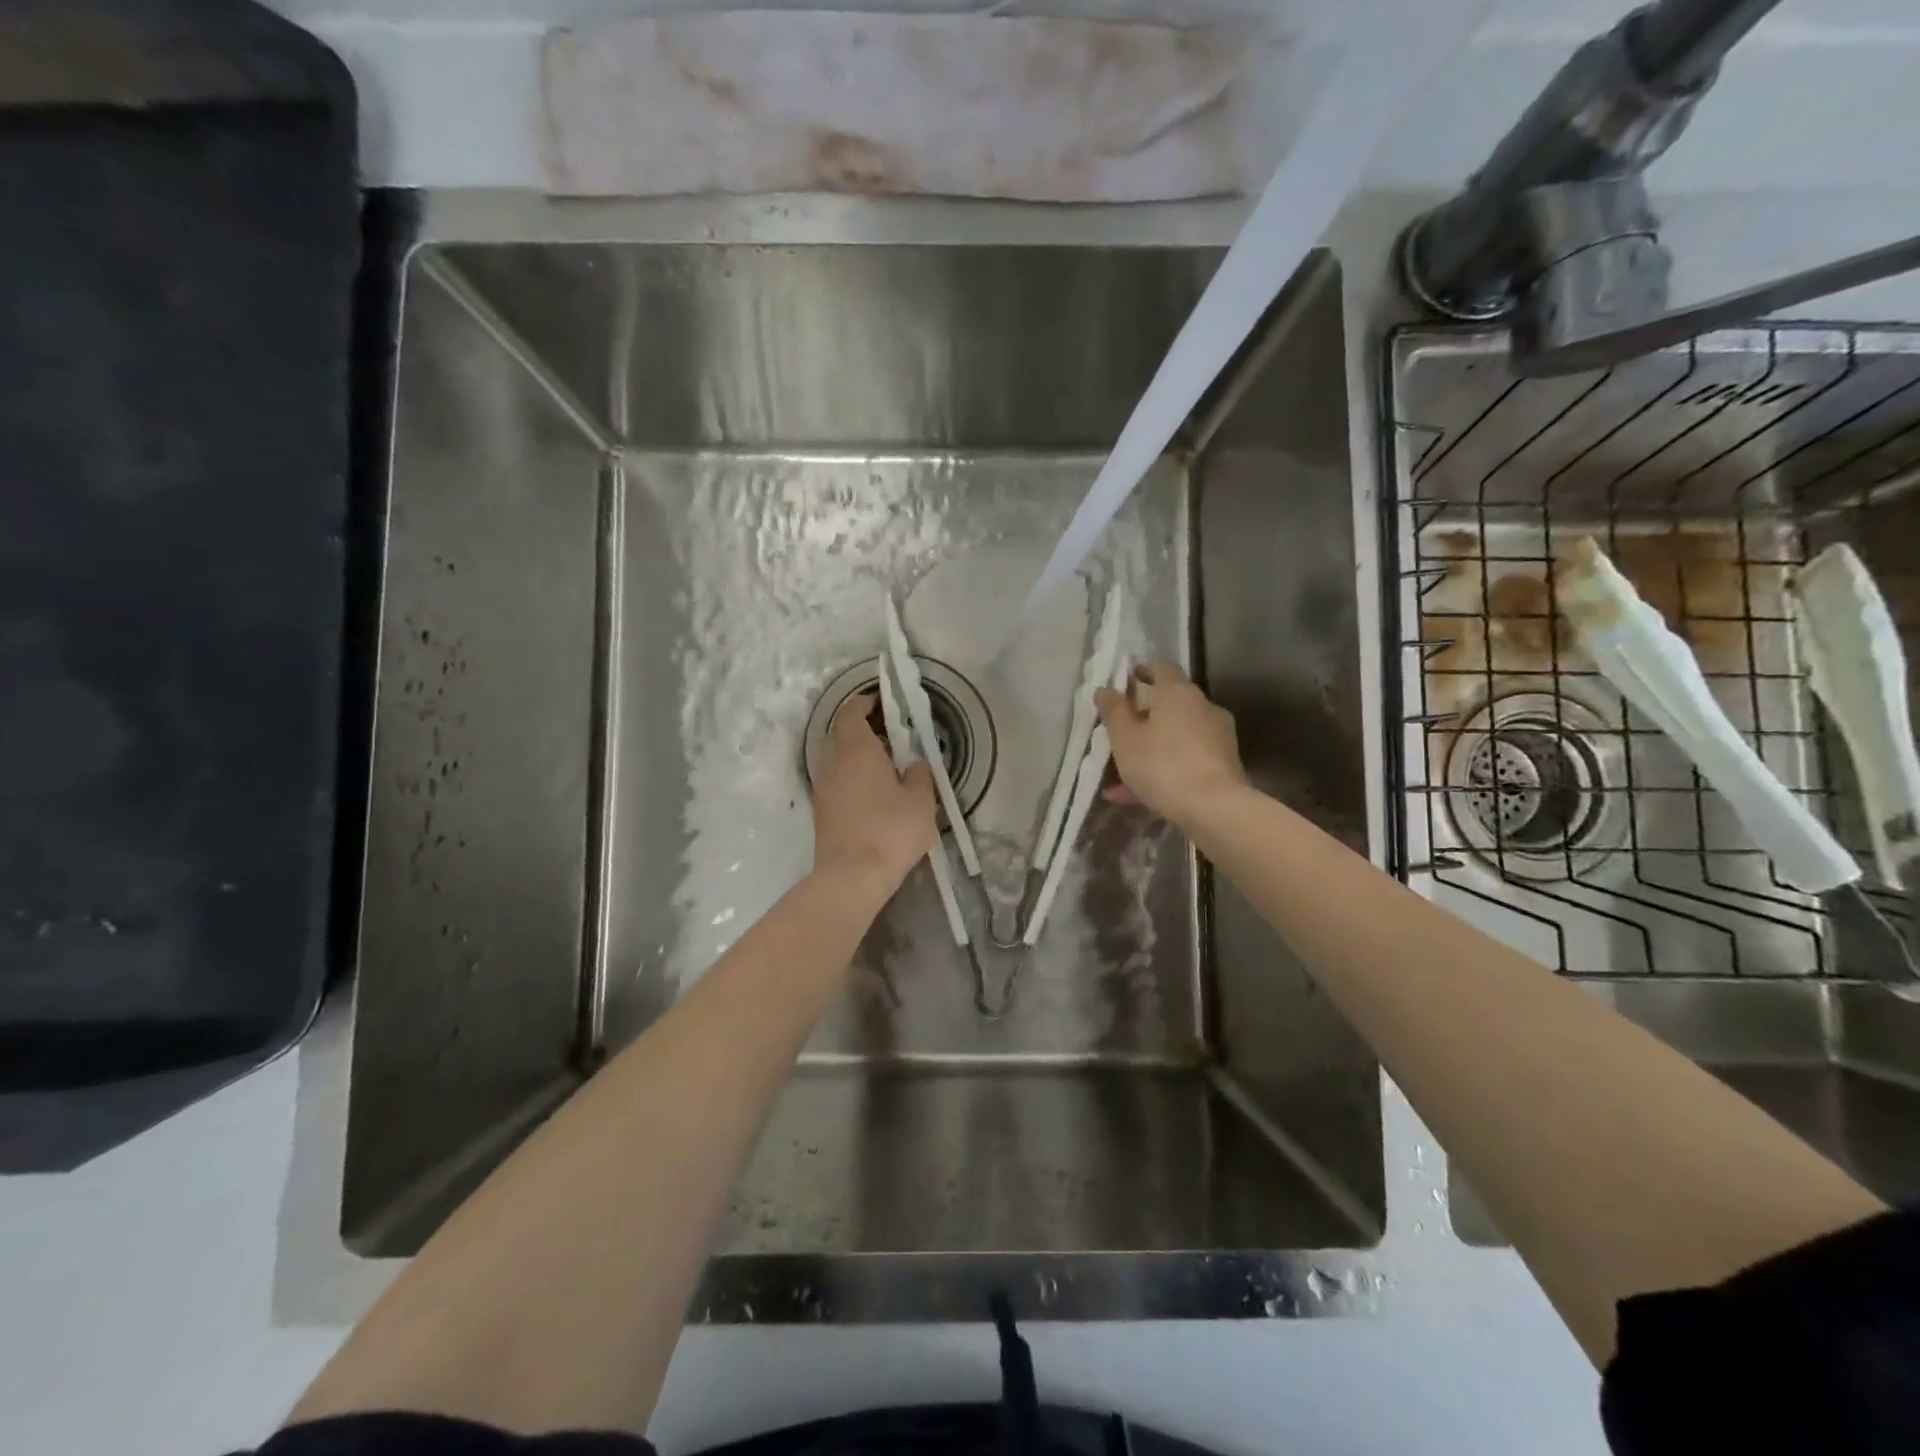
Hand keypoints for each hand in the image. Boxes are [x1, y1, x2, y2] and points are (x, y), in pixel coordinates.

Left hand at [810, 693, 936, 895]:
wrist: (851, 876)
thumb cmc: (891, 831)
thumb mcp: (921, 801)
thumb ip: (921, 775)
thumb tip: (916, 764)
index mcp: (857, 750)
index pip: (852, 713)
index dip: (864, 703)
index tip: (880, 701)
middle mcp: (833, 762)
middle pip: (839, 732)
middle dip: (859, 726)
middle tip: (886, 732)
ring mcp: (823, 787)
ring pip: (834, 757)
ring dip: (853, 753)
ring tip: (881, 763)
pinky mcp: (821, 811)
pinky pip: (834, 780)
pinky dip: (849, 775)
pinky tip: (870, 790)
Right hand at [1095, 662, 1247, 825]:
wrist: (1215, 808)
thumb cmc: (1162, 764)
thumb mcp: (1125, 739)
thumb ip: (1114, 712)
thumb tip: (1105, 690)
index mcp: (1178, 692)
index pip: (1161, 668)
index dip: (1143, 671)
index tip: (1126, 680)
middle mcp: (1203, 707)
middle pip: (1170, 704)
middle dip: (1144, 716)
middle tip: (1120, 730)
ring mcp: (1217, 737)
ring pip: (1176, 736)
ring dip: (1151, 747)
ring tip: (1120, 775)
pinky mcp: (1224, 765)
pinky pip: (1186, 760)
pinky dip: (1164, 769)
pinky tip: (1137, 796)